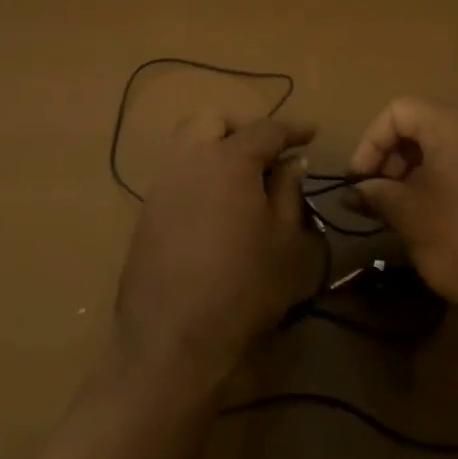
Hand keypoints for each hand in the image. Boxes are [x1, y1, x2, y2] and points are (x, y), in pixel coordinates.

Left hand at [114, 113, 320, 391]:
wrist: (173, 337)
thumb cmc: (244, 287)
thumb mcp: (285, 242)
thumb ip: (289, 192)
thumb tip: (291, 162)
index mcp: (228, 160)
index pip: (266, 129)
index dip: (293, 129)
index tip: (312, 135)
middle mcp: (188, 161)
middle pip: (212, 121)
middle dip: (242, 129)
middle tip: (268, 156)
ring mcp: (160, 186)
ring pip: (187, 146)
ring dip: (216, 151)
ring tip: (243, 185)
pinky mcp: (145, 213)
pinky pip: (176, 177)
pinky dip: (199, 178)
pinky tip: (216, 210)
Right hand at [348, 96, 457, 317]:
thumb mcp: (411, 218)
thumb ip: (378, 194)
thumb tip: (356, 190)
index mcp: (457, 128)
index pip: (399, 110)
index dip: (370, 142)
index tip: (360, 181)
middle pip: (427, 126)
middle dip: (395, 159)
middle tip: (381, 198)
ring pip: (454, 149)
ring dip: (421, 174)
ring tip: (408, 213)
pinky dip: (452, 184)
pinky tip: (446, 222)